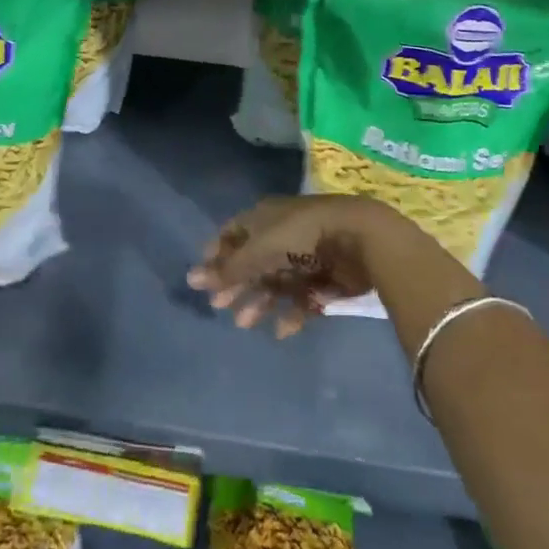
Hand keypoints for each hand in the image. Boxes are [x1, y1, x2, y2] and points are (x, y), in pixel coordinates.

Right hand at [187, 196, 391, 336]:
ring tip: (245, 324)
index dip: (218, 255)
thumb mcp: (259, 250)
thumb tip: (191, 279)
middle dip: (237, 284)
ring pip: (276, 283)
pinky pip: (302, 298)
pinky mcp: (326, 278)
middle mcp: (282, 235)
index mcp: (264, 218)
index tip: (204, 279)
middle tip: (221, 306)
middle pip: (253, 262)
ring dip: (259, 302)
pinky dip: (291, 314)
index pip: (233, 234)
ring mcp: (304, 257)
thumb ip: (229, 268)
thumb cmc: (300, 236)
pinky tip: (281, 330)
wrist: (357, 238)